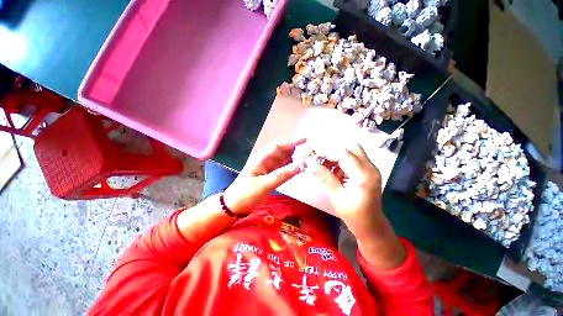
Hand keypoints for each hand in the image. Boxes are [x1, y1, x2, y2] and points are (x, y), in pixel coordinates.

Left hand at [223, 137, 305, 213]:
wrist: (235, 205)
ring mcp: (270, 167)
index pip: (278, 146)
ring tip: (309, 156)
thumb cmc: (246, 194)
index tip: (305, 139)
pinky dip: (293, 167)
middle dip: (296, 148)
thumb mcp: (263, 185)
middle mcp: (266, 160)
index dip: (291, 141)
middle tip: (311, 148)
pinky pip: (284, 168)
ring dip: (296, 157)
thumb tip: (299, 166)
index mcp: (261, 158)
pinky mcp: (272, 174)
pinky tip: (301, 167)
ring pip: (285, 159)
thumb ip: (281, 175)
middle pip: (283, 150)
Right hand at [312, 142, 405, 268]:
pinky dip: (341, 161)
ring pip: (352, 151)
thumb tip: (312, 165)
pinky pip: (353, 159)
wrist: (372, 226)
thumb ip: (326, 179)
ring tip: (324, 166)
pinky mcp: (367, 171)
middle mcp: (370, 168)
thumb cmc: (355, 216)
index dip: (327, 152)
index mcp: (364, 176)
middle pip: (351, 147)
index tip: (313, 155)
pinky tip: (332, 171)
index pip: (344, 154)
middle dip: (333, 151)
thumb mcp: (338, 198)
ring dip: (336, 156)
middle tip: (319, 158)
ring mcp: (371, 168)